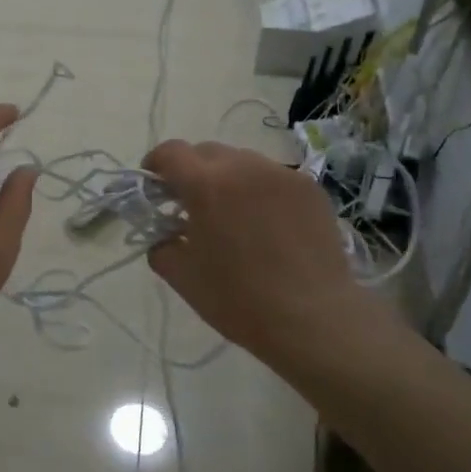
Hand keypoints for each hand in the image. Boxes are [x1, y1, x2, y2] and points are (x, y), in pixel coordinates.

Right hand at [142, 140, 382, 371]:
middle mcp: (243, 167)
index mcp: (205, 184)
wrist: (315, 320)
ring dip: (228, 178)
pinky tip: (268, 224)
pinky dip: (261, 191)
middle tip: (192, 204)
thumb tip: (165, 234)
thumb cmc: (239, 299)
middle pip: (206, 152)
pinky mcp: (310, 188)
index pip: (170, 152)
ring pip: (242, 162)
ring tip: (234, 214)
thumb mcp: (182, 276)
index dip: (156, 164)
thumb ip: (161, 245)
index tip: (155, 186)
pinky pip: (273, 178)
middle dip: (192, 171)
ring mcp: (281, 175)